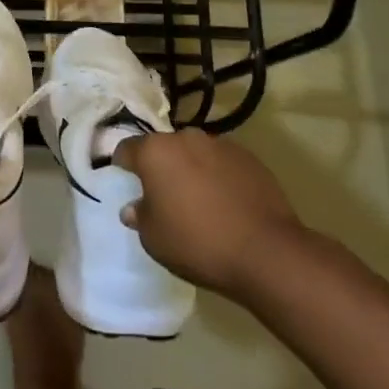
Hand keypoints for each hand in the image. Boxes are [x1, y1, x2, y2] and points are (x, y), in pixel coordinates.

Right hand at [113, 129, 308, 299]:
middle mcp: (185, 137)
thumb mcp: (154, 239)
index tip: (125, 182)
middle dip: (160, 167)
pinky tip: (227, 204)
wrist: (266, 251)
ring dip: (191, 169)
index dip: (122, 165)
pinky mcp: (248, 156)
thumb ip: (140, 216)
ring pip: (194, 153)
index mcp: (155, 151)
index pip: (127, 149)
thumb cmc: (198, 243)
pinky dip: (218, 176)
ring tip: (199, 201)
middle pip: (163, 148)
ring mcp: (220, 144)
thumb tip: (133, 207)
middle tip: (164, 196)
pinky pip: (222, 163)